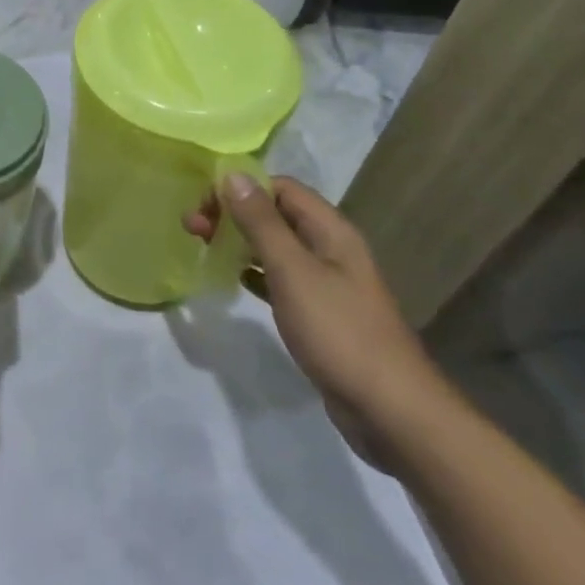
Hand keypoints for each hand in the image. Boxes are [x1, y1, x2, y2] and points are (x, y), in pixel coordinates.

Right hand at [186, 175, 450, 469]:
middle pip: (275, 214)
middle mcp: (330, 248)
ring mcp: (327, 282)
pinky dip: (254, 272)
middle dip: (233, 214)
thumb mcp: (293, 271)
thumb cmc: (339, 331)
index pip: (279, 187)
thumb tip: (233, 173)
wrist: (390, 410)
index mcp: (330, 230)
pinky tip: (235, 280)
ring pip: (276, 246)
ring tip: (205, 248)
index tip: (204, 206)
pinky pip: (281, 278)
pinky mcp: (321, 313)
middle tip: (194, 229)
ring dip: (240, 241)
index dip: (240, 188)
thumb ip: (262, 222)